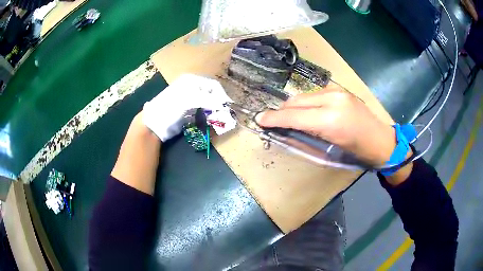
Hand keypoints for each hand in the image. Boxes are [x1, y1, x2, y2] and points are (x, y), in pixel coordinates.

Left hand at [143, 74, 231, 140]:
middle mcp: (192, 89)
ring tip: (219, 120)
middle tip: (225, 115)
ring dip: (215, 112)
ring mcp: (190, 101)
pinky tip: (210, 122)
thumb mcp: (189, 99)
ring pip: (209, 105)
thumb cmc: (170, 107)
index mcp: (192, 81)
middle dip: (219, 104)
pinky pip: (203, 113)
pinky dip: (208, 118)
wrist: (155, 123)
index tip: (228, 107)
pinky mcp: (189, 112)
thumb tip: (226, 104)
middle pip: (212, 94)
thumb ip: (209, 100)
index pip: (213, 85)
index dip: (221, 95)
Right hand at [255, 87, 396, 165]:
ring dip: (293, 107)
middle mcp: (332, 99)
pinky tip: (307, 112)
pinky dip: (305, 103)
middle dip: (281, 111)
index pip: (294, 115)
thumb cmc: (357, 153)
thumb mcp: (330, 150)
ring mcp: (337, 91)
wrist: (381, 141)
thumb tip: (284, 130)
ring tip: (289, 118)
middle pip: (296, 101)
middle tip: (272, 120)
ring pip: (304, 96)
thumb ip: (305, 136)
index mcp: (330, 120)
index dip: (274, 118)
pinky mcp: (340, 89)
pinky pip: (314, 95)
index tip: (259, 119)